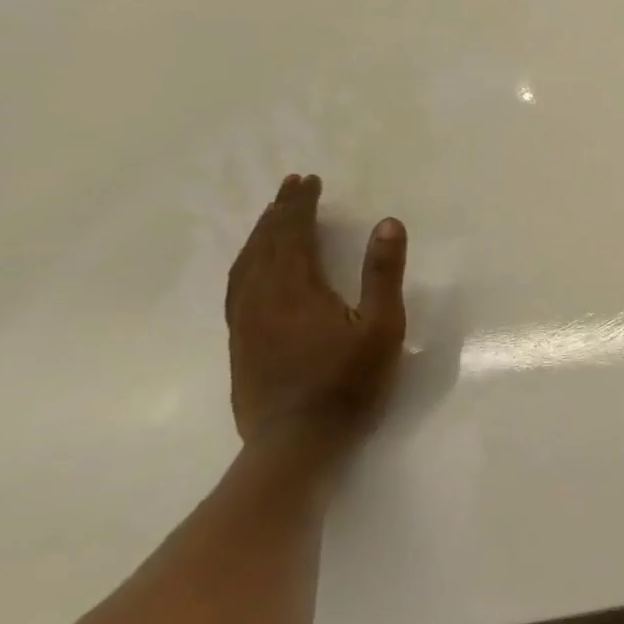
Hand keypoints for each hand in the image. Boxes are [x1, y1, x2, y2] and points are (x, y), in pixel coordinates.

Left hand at [225, 174, 408, 447]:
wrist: (296, 443)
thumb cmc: (348, 382)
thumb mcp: (382, 326)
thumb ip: (383, 273)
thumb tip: (387, 223)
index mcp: (297, 289)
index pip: (293, 234)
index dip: (300, 205)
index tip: (309, 180)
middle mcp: (263, 298)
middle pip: (265, 244)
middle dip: (279, 212)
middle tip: (291, 186)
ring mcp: (245, 322)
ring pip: (245, 265)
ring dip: (259, 234)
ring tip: (272, 217)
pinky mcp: (240, 343)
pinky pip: (237, 288)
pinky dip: (246, 263)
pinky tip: (253, 268)